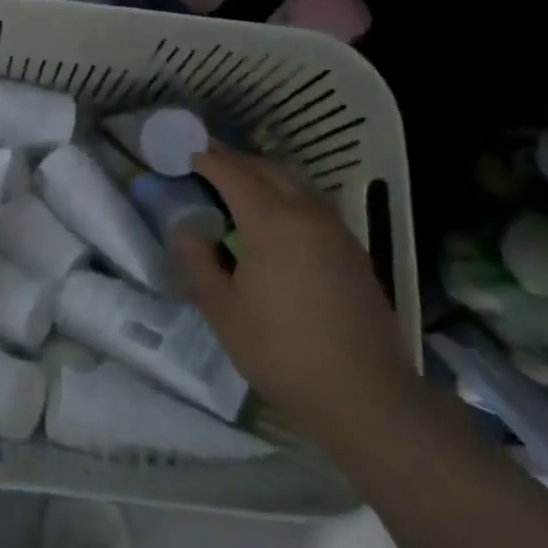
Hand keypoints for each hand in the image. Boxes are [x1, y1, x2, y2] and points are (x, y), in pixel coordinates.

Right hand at [172, 148, 416, 448]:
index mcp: (271, 222)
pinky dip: (289, 197)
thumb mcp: (222, 310)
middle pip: (270, 169)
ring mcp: (337, 232)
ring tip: (241, 186)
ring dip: (267, 176)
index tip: (188, 154)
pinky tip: (278, 221)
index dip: (209, 161)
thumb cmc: (280, 351)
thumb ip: (197, 262)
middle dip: (238, 160)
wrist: (363, 393)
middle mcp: (307, 214)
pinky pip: (314, 206)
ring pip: (298, 184)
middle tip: (211, 161)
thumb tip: (184, 229)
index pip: (234, 175)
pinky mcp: (354, 252)